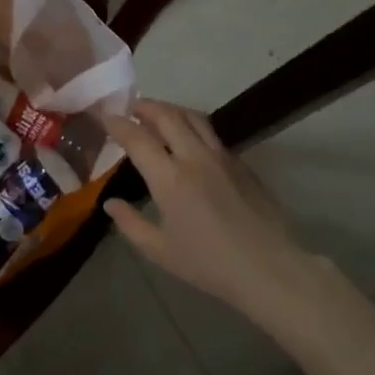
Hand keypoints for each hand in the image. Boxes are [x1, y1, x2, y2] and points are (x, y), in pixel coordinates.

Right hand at [102, 100, 321, 317]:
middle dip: (146, 106)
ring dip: (171, 110)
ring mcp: (222, 157)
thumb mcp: (160, 251)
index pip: (137, 138)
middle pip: (167, 116)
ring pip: (194, 118)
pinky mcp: (242, 164)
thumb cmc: (209, 264)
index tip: (105, 115)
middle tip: (131, 107)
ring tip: (158, 114)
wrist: (269, 269)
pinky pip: (212, 134)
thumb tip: (110, 204)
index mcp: (170, 178)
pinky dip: (193, 127)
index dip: (118, 123)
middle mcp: (195, 158)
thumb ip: (131, 224)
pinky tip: (189, 141)